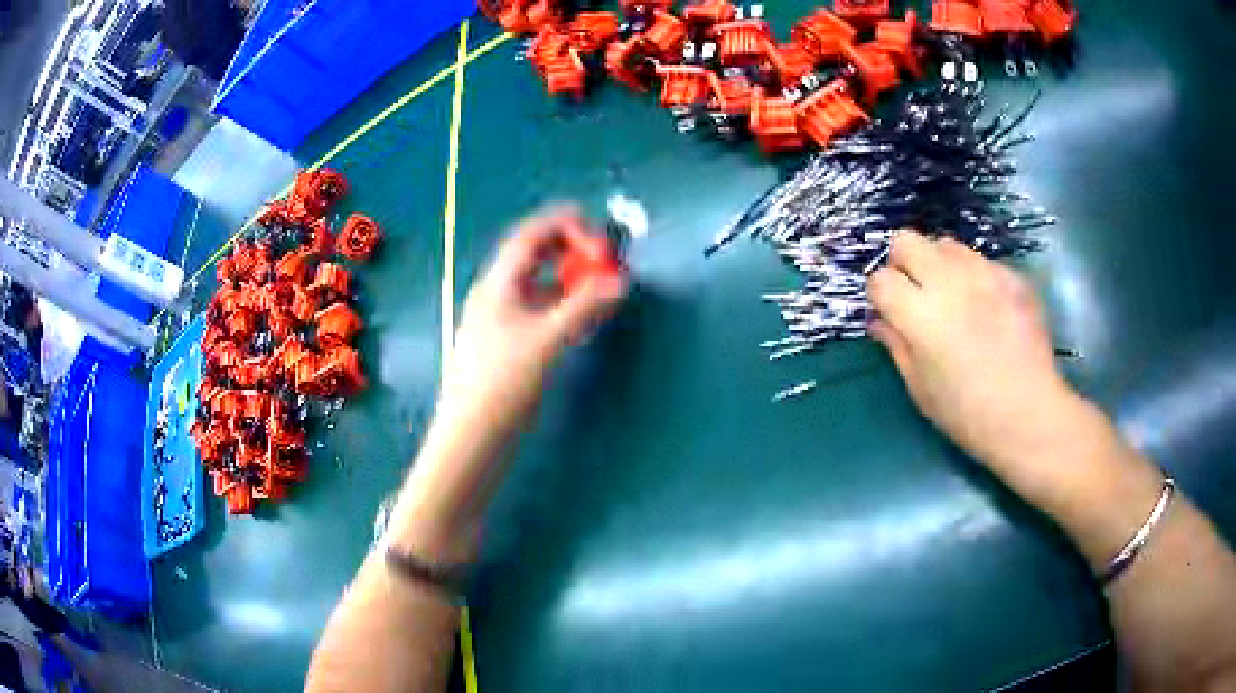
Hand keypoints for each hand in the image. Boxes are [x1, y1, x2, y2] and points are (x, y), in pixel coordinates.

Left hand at [440, 207, 627, 435]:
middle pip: (535, 255)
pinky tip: (584, 317)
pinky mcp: (510, 344)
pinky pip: (541, 310)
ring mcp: (502, 319)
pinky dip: (565, 305)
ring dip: (571, 278)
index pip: (531, 234)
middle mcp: (498, 294)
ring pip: (540, 284)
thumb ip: (584, 307)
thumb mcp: (546, 341)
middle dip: (571, 249)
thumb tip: (619, 282)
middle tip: (606, 258)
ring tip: (602, 286)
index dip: (566, 225)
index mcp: (499, 283)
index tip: (601, 238)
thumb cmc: (502, 384)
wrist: (472, 436)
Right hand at [868, 232, 1074, 473]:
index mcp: (919, 315)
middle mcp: (948, 281)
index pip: (880, 280)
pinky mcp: (1010, 276)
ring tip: (954, 297)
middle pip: (906, 241)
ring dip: (940, 265)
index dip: (880, 296)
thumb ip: (897, 346)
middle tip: (916, 293)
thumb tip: (880, 321)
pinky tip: (988, 309)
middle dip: (903, 263)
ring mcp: (983, 273)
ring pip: (946, 245)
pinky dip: (975, 278)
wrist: (1028, 414)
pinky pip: (982, 262)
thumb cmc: (967, 413)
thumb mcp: (920, 389)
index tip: (890, 313)